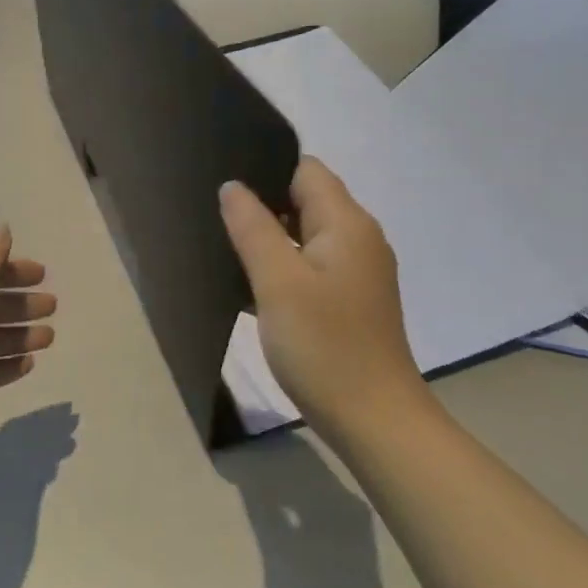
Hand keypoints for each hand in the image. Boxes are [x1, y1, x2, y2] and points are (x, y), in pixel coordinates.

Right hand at [220, 158, 425, 442]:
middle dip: (262, 203)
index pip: (305, 170)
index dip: (265, 169)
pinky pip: (310, 268)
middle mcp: (358, 239)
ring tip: (223, 244)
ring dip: (270, 239)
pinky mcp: (350, 302)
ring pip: (305, 236)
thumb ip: (253, 228)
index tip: (224, 182)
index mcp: (347, 223)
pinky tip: (248, 284)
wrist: (373, 419)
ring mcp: (357, 272)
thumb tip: (233, 186)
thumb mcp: (278, 282)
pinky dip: (282, 269)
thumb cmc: (324, 345)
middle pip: (306, 200)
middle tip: (214, 214)